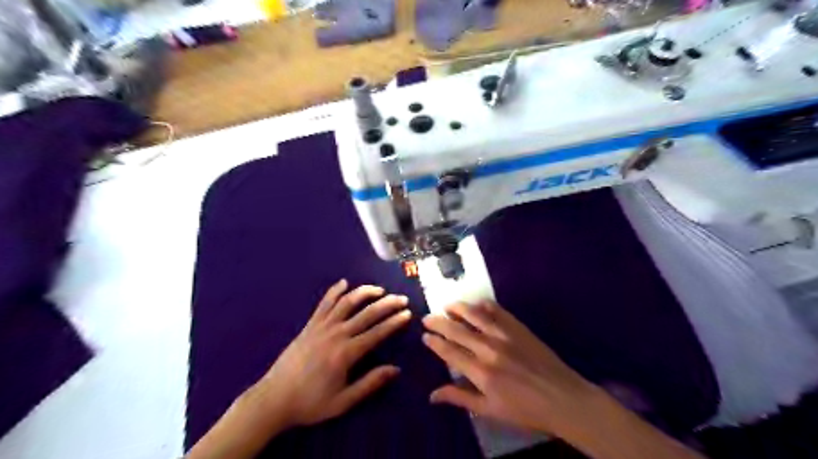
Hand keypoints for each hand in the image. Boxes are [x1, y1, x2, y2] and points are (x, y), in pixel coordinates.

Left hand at [253, 282, 411, 428]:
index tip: (407, 313)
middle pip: (366, 313)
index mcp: (346, 353)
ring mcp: (321, 327)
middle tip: (402, 298)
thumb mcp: (343, 401)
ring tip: (379, 289)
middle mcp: (336, 334)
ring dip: (365, 292)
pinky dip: (335, 291)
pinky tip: (344, 282)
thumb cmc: (311, 402)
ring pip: (347, 302)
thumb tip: (395, 369)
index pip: (377, 332)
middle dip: (387, 304)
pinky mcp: (310, 325)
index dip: (394, 322)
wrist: (274, 398)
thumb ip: (370, 383)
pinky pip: (324, 303)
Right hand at [422, 301, 595, 437]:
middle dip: (439, 322)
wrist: (563, 398)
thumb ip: (460, 398)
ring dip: (459, 308)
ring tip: (447, 305)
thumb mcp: (490, 411)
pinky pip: (498, 311)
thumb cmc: (525, 410)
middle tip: (427, 317)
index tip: (425, 336)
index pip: (450, 352)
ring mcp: (505, 335)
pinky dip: (485, 305)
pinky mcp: (519, 327)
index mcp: (481, 372)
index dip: (435, 343)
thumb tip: (432, 395)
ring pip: (475, 315)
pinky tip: (477, 304)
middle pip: (457, 330)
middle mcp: (489, 348)